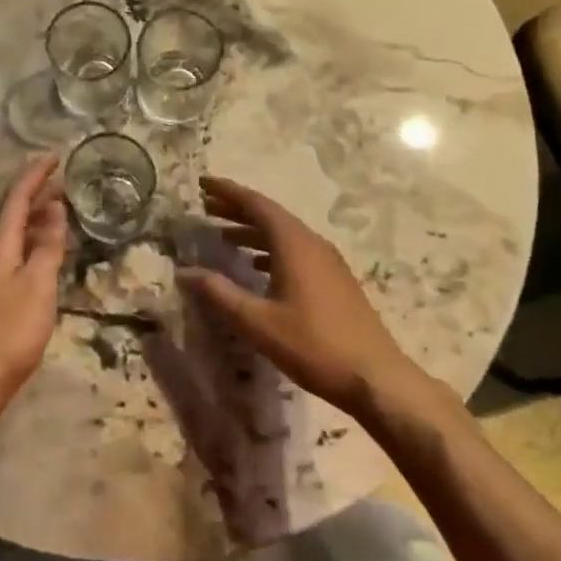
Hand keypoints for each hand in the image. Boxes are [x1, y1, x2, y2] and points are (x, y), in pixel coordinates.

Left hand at [0, 153, 69, 421]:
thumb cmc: (10, 330)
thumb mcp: (37, 285)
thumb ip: (47, 246)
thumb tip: (56, 208)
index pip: (16, 197)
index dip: (35, 174)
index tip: (56, 154)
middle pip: (14, 210)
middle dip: (37, 189)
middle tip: (65, 175)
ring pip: (17, 230)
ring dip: (38, 212)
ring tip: (62, 202)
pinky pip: (20, 249)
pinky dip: (37, 237)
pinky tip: (50, 245)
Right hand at [177, 175, 437, 419]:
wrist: (376, 377)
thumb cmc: (313, 345)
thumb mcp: (258, 322)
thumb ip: (220, 293)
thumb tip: (184, 272)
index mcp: (294, 244)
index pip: (256, 204)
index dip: (228, 191)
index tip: (203, 182)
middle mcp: (312, 243)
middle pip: (270, 215)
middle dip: (237, 208)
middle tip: (206, 206)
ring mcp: (327, 261)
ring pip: (284, 234)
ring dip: (253, 230)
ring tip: (223, 236)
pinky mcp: (335, 280)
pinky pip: (296, 250)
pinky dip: (270, 249)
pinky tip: (257, 267)